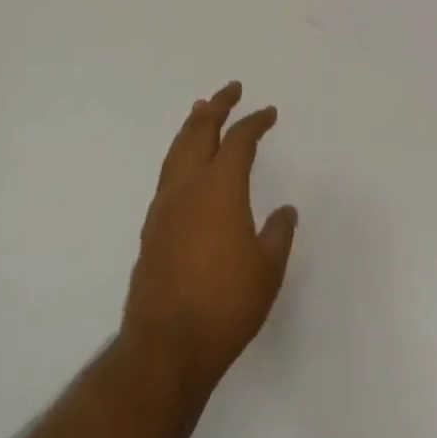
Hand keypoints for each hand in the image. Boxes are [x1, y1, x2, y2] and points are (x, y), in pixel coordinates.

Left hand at [121, 82, 298, 398]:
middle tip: (231, 89)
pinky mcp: (151, 227)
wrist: (165, 348)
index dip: (255, 121)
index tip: (268, 113)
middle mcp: (189, 184)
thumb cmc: (224, 305)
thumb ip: (278, 235)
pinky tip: (185, 163)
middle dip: (217, 105)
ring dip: (193, 124)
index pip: (239, 139)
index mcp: (220, 186)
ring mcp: (165, 204)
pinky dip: (180, 152)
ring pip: (178, 147)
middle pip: (200, 129)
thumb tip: (285, 211)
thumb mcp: (267, 271)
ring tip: (201, 109)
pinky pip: (168, 172)